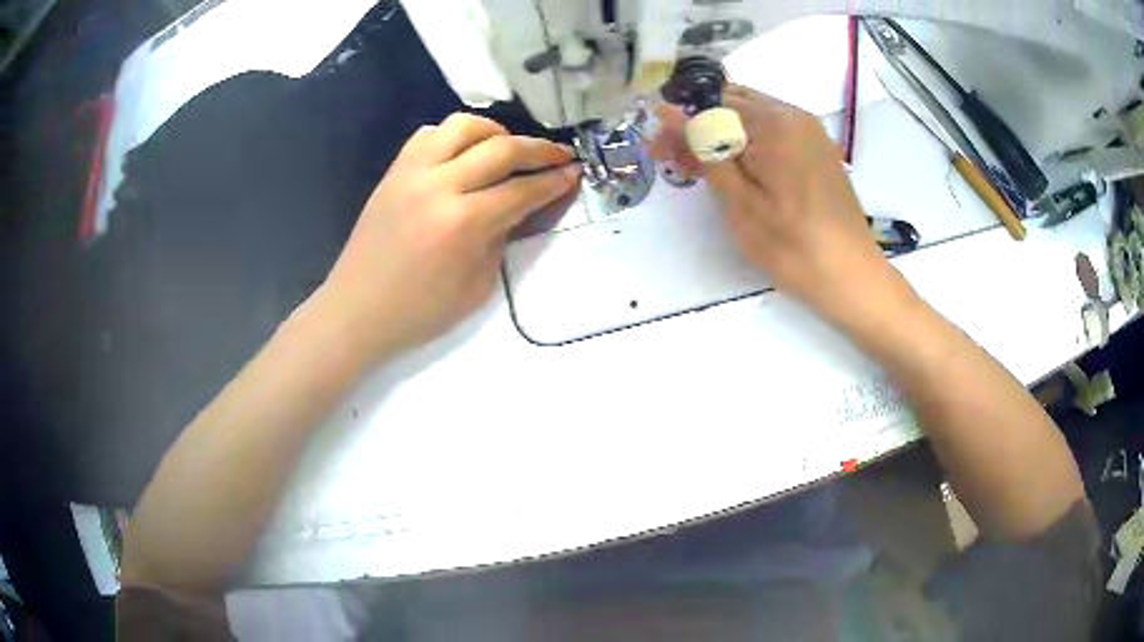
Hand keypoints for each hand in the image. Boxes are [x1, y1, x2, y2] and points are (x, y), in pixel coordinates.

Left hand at [315, 113, 579, 359]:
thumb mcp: (477, 286)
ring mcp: (412, 172)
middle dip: (538, 149)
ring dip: (496, 131)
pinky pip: (429, 134)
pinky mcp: (394, 171)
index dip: (554, 180)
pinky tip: (464, 153)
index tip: (575, 171)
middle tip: (559, 155)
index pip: (522, 190)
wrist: (357, 310)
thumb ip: (502, 238)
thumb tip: (520, 206)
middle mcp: (439, 185)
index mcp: (463, 223)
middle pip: (501, 148)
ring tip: (509, 147)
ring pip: (463, 126)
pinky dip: (455, 136)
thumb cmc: (420, 312)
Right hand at [652, 86, 908, 322]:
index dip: (680, 126)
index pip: (711, 105)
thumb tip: (665, 113)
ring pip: (753, 118)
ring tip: (705, 171)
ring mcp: (811, 132)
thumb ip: (703, 151)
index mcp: (774, 122)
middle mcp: (794, 115)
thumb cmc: (792, 246)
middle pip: (733, 104)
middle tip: (678, 161)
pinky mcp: (818, 151)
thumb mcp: (739, 202)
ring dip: (724, 136)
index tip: (657, 151)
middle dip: (701, 127)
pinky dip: (751, 145)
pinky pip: (775, 132)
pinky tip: (740, 172)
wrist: (851, 277)